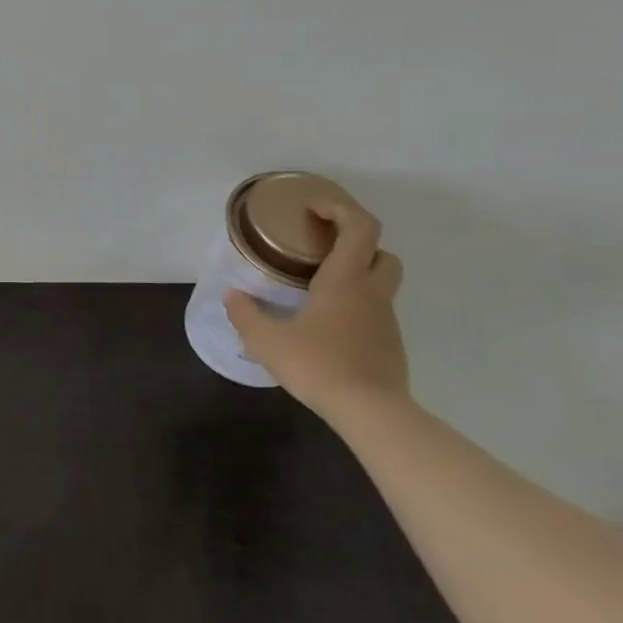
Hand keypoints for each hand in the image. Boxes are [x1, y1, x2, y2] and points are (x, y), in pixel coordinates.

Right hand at [222, 198, 407, 422]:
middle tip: (321, 249)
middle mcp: (371, 293)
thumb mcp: (266, 340)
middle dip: (355, 242)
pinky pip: (374, 313)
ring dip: (355, 276)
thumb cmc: (318, 365)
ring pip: (379, 284)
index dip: (339, 208)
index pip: (359, 227)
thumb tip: (232, 295)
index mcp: (345, 280)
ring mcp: (385, 320)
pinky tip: (326, 327)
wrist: (372, 414)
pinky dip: (355, 308)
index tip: (312, 208)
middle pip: (381, 252)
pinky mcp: (390, 346)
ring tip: (316, 289)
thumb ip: (245, 314)